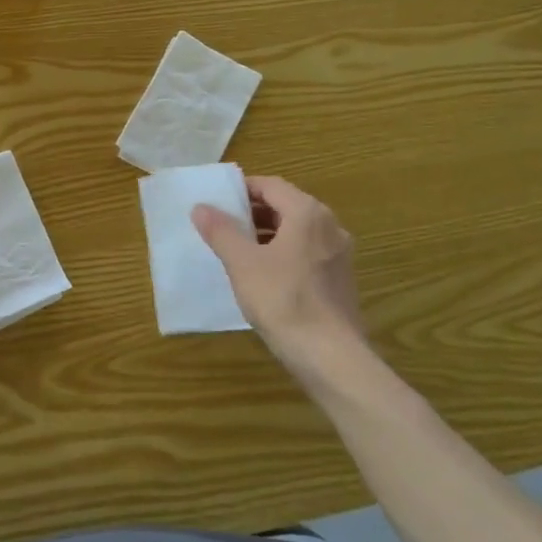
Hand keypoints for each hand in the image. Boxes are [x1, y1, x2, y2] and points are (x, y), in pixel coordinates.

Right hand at [192, 176, 366, 376]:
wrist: (329, 356)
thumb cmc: (282, 300)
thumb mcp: (242, 263)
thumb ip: (221, 231)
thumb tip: (201, 207)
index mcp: (307, 213)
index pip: (271, 185)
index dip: (242, 189)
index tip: (217, 201)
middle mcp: (329, 226)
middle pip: (286, 206)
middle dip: (253, 212)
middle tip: (222, 225)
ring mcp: (339, 254)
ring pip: (297, 231)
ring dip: (267, 234)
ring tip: (236, 249)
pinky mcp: (340, 279)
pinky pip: (306, 253)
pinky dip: (283, 253)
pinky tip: (262, 275)